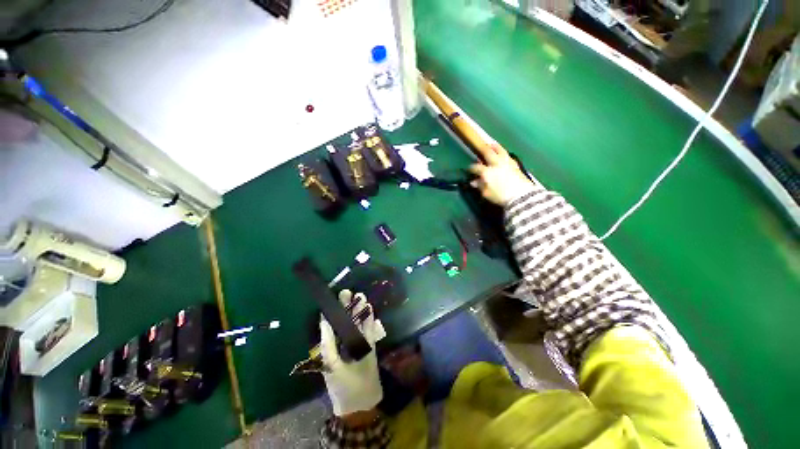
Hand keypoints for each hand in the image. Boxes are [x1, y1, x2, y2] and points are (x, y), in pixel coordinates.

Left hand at [320, 290, 385, 416]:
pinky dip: (369, 320)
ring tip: (360, 297)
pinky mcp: (369, 346)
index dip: (332, 311)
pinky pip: (369, 330)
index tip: (333, 298)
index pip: (330, 326)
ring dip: (359, 311)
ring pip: (357, 323)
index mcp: (331, 348)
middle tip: (347, 292)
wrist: (362, 402)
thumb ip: (328, 343)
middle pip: (345, 321)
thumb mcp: (332, 365)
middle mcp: (344, 343)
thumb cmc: (343, 386)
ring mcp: (357, 344)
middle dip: (346, 307)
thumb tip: (324, 321)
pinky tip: (369, 309)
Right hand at [469, 143, 536, 205]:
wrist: (521, 196)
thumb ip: (480, 186)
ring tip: (492, 145)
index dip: (472, 168)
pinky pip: (508, 156)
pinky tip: (503, 155)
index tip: (469, 169)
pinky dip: (504, 154)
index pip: (476, 167)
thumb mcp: (487, 194)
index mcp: (487, 172)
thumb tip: (473, 182)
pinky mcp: (515, 165)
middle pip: (488, 153)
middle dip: (483, 150)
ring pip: (500, 151)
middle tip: (480, 148)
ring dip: (495, 147)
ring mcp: (507, 163)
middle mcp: (496, 164)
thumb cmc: (500, 196)